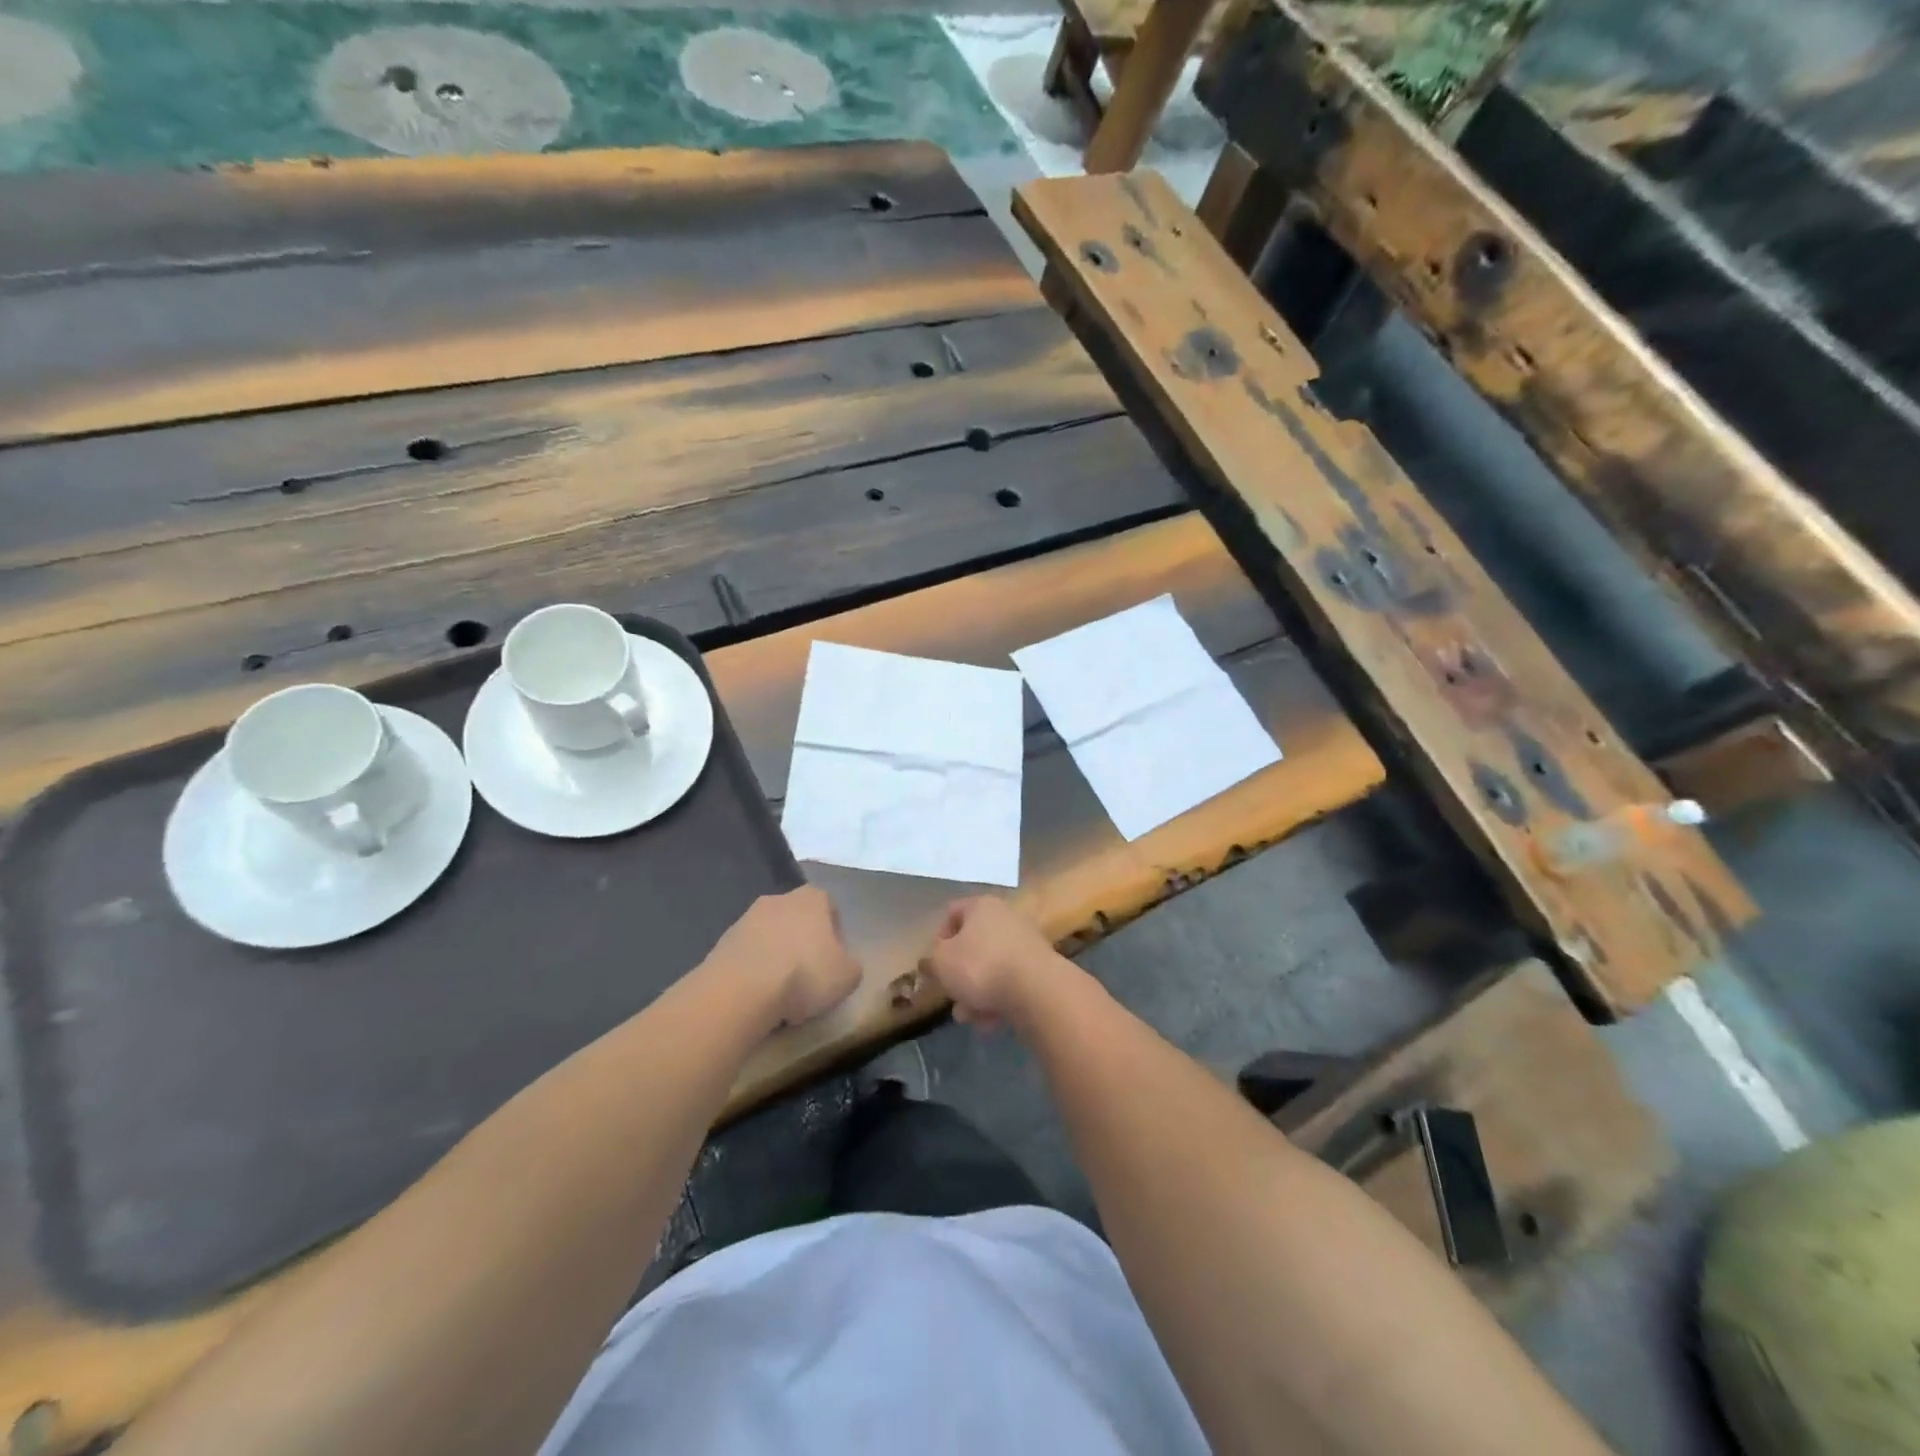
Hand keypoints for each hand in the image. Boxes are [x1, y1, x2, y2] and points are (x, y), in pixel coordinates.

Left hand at [708, 886, 861, 1028]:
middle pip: (798, 919)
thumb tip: (844, 965)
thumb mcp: (848, 976)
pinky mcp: (722, 941)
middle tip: (809, 976)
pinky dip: (754, 970)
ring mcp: (746, 918)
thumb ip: (851, 965)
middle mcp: (779, 899)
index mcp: (813, 898)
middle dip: (803, 943)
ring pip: (771, 936)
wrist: (741, 990)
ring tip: (781, 992)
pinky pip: (748, 954)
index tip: (834, 962)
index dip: (835, 935)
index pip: (830, 908)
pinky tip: (757, 996)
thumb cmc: (804, 975)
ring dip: (777, 957)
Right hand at [922, 896, 1061, 1027]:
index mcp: (982, 906)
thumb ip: (931, 961)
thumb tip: (932, 962)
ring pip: (991, 968)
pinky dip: (998, 1000)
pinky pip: (1010, 983)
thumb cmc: (981, 966)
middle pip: (973, 946)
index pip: (952, 913)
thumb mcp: (941, 963)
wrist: (1037, 990)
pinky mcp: (1040, 969)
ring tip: (970, 1018)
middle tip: (952, 997)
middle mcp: (1006, 917)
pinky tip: (991, 1022)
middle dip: (959, 976)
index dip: (939, 938)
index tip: (935, 964)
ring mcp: (1026, 943)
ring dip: (976, 994)